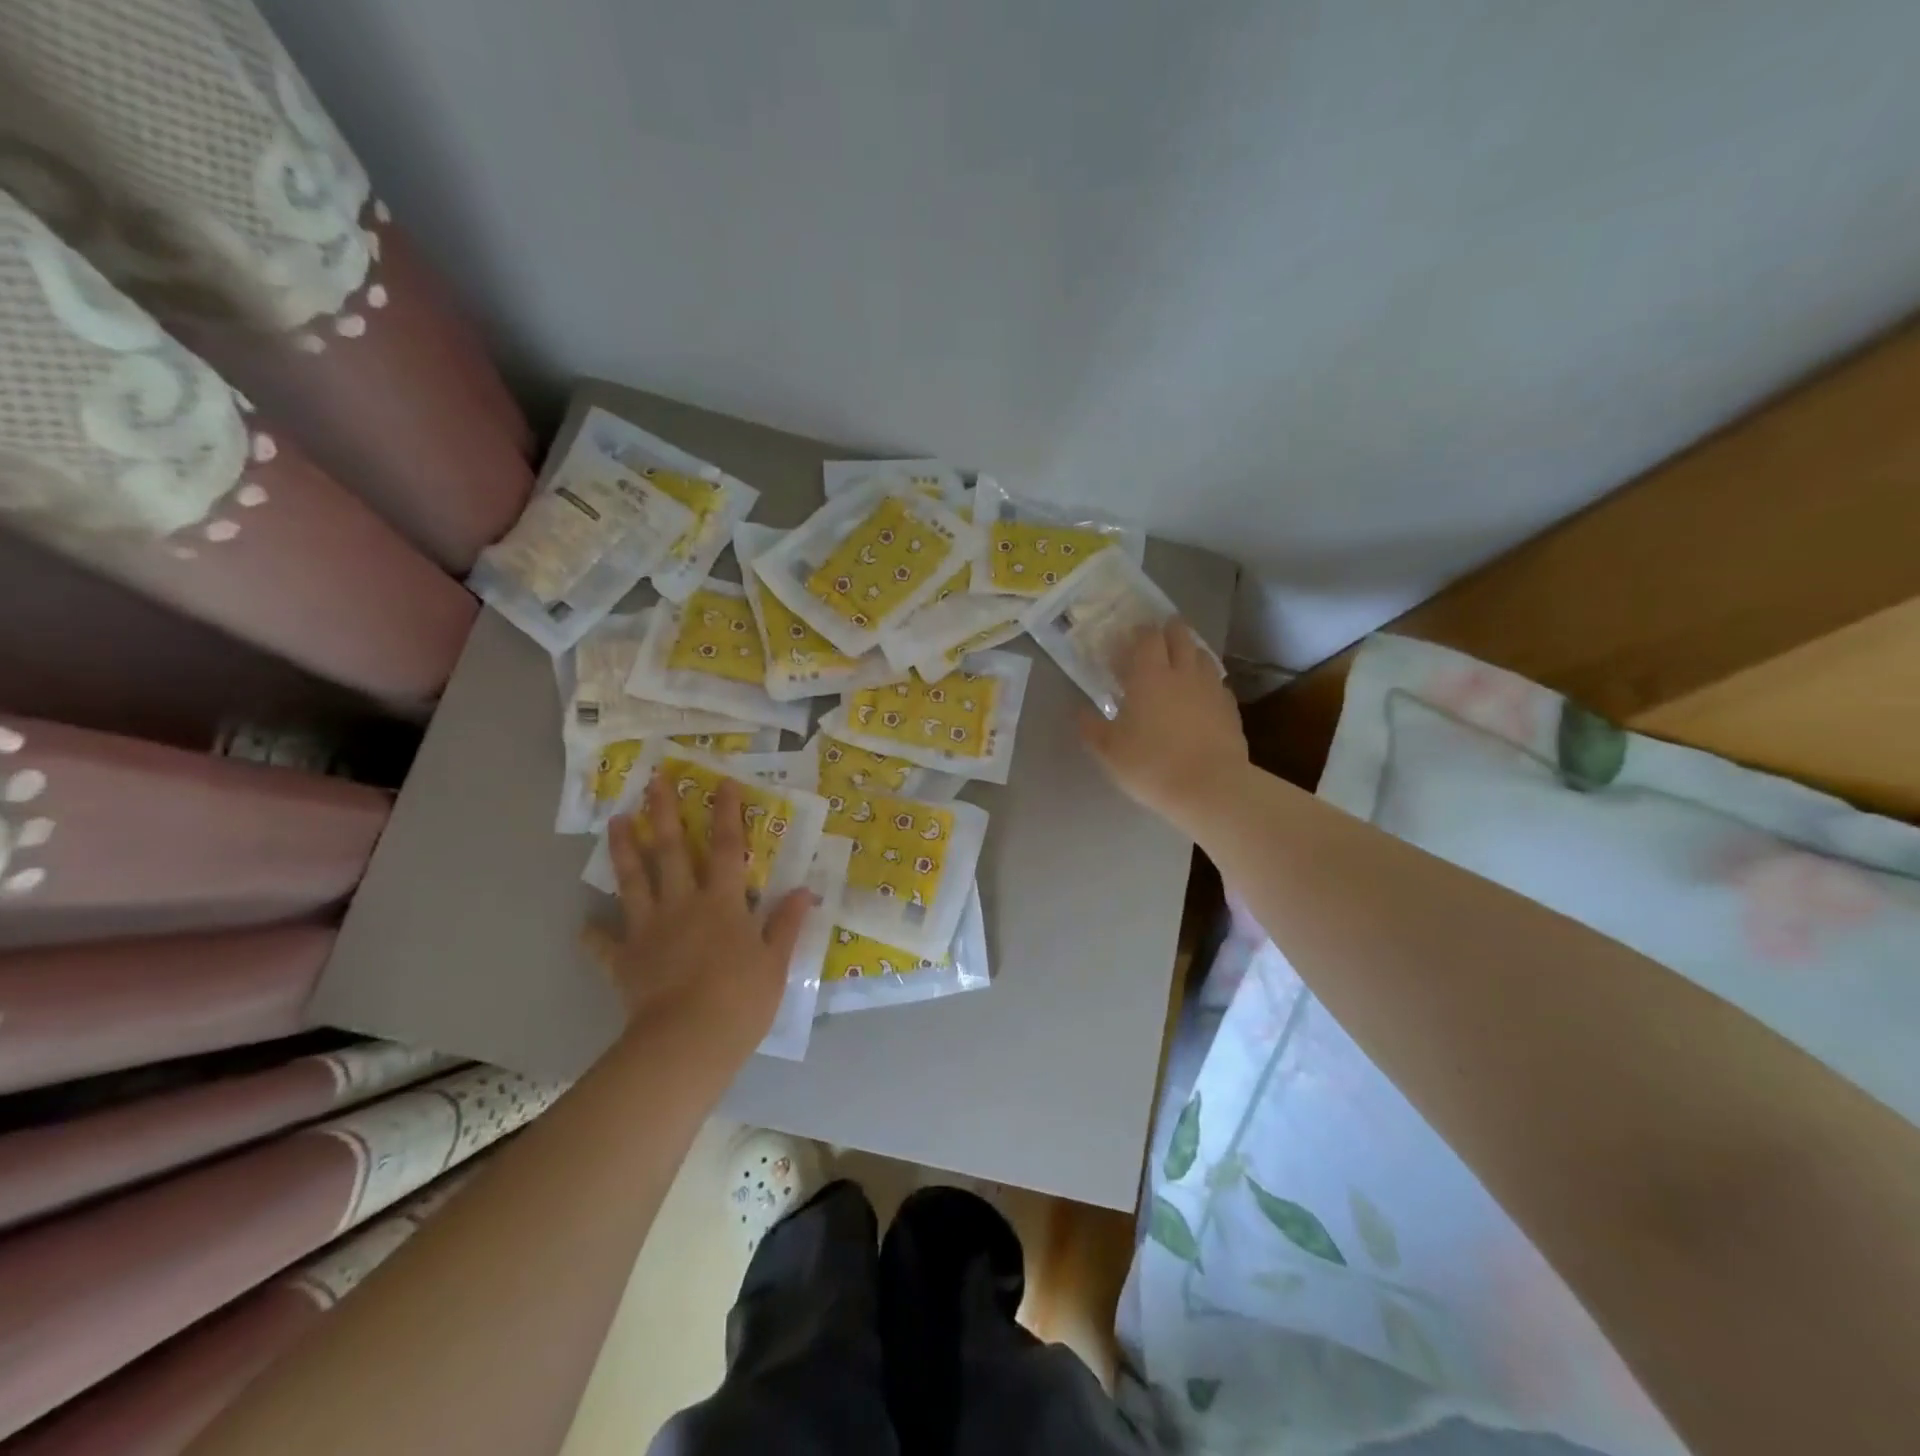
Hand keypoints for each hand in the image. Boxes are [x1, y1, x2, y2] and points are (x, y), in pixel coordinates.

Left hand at [584, 773, 812, 1063]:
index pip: (726, 847)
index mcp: (722, 902)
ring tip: (614, 821)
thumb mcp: (775, 962)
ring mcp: (648, 930)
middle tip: (653, 781)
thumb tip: (804, 891)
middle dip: (662, 813)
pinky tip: (584, 927)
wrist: (687, 1042)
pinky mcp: (624, 960)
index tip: (722, 783)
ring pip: (632, 881)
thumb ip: (786, 924)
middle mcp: (682, 904)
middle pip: (670, 851)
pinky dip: (594, 936)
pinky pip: (605, 944)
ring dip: (623, 849)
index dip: (726, 813)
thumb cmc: (740, 1000)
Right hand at [1080, 621, 1247, 834]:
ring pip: (1203, 655)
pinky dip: (1206, 681)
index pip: (1148, 637)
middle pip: (1180, 636)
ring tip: (1179, 664)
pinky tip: (1200, 696)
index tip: (1129, 639)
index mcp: (1149, 675)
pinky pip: (1217, 683)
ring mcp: (1211, 688)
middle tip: (1156, 640)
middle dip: (1168, 631)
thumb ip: (1091, 727)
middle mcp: (1183, 673)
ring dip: (1189, 652)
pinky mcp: (1230, 708)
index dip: (1139, 632)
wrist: (1210, 788)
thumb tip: (1080, 712)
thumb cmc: (1151, 764)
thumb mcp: (1108, 751)